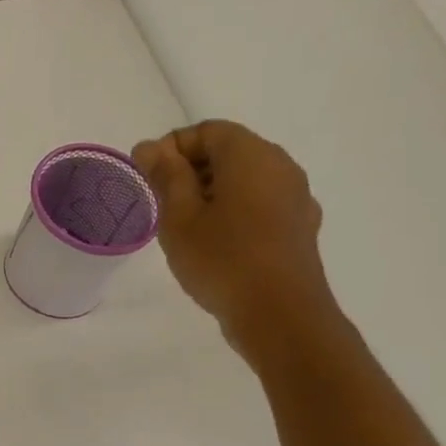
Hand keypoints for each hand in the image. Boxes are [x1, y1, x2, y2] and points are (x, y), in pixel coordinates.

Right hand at [132, 120, 337, 360]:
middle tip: (160, 205)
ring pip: (245, 181)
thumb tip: (150, 147)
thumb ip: (165, 177)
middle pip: (229, 152)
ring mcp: (295, 198)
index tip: (146, 178)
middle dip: (190, 171)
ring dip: (211, 194)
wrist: (280, 315)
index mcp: (250, 155)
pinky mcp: (299, 228)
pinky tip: (216, 245)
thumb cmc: (222, 261)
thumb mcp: (179, 218)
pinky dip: (234, 213)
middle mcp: (280, 166)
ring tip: (184, 229)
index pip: (207, 130)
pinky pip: (260, 206)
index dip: (171, 148)